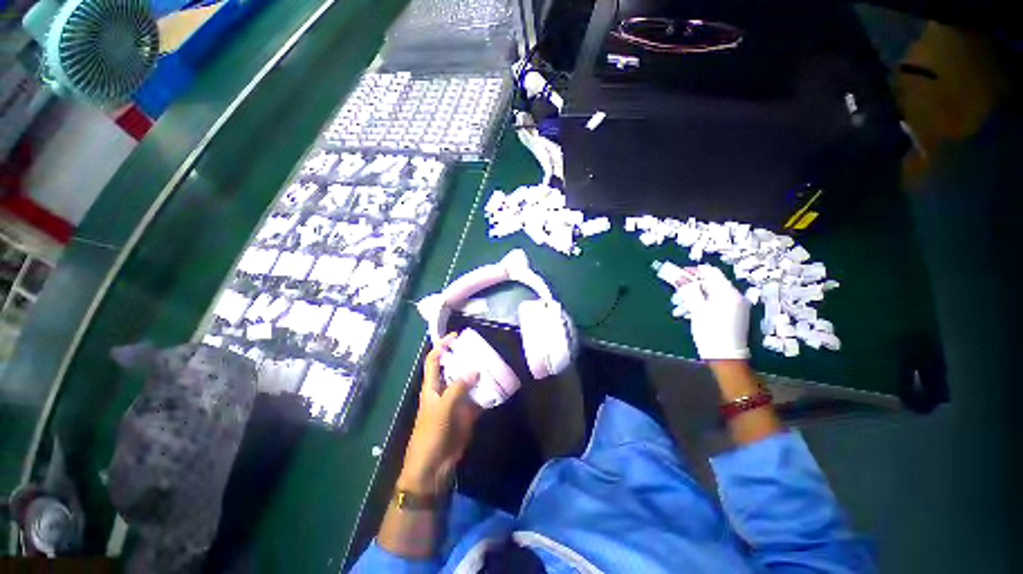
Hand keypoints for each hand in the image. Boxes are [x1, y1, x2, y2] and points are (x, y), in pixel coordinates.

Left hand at [398, 334, 481, 494]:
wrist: (434, 465)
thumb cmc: (431, 433)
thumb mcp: (442, 407)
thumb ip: (458, 388)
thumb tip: (475, 369)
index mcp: (432, 386)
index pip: (434, 360)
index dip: (442, 346)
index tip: (456, 337)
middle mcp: (444, 390)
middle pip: (454, 368)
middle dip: (465, 358)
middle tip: (481, 348)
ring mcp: (457, 402)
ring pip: (468, 382)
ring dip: (479, 374)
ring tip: (492, 362)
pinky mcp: (467, 413)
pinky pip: (478, 399)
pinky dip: (487, 393)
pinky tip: (497, 385)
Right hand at [676, 265, 750, 360]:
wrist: (727, 357)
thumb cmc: (710, 331)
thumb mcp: (696, 309)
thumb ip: (688, 290)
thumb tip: (677, 275)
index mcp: (727, 292)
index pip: (710, 271)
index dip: (693, 271)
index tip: (677, 275)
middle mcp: (736, 295)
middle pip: (712, 281)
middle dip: (693, 284)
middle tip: (677, 291)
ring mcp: (737, 305)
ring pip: (713, 292)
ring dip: (696, 294)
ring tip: (682, 303)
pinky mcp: (736, 314)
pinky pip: (718, 300)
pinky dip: (704, 301)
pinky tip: (693, 310)